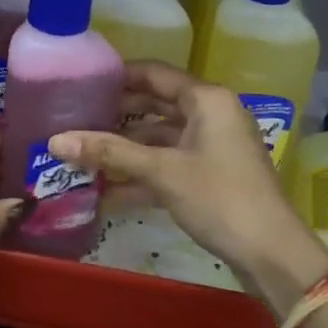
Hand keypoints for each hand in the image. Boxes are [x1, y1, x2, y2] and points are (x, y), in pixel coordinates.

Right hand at [48, 62, 327, 309]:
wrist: (272, 254)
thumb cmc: (219, 197)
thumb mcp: (161, 171)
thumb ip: (109, 152)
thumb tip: (55, 140)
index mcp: (206, 99)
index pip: (154, 73)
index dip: (118, 76)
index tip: (82, 82)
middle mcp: (211, 114)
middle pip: (156, 104)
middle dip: (117, 115)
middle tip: (76, 118)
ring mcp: (213, 146)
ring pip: (161, 137)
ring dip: (126, 148)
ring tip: (84, 154)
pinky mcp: (211, 175)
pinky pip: (169, 164)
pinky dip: (142, 173)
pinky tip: (107, 190)